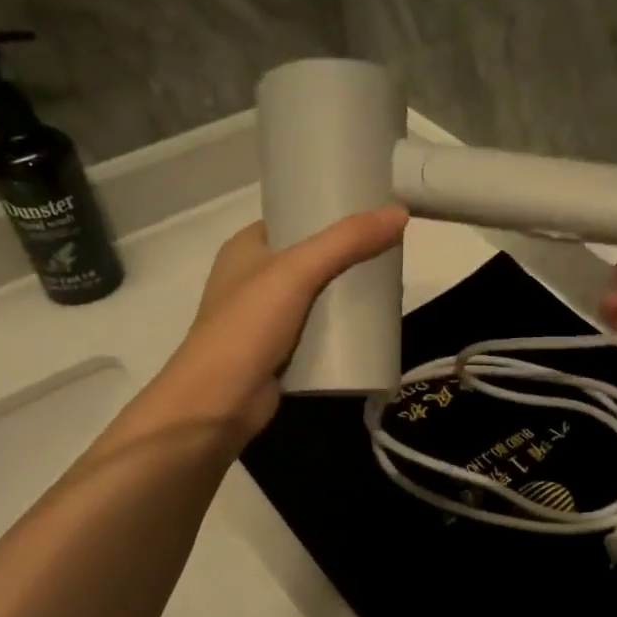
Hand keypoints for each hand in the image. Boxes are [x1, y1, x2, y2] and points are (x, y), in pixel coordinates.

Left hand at [146, 207, 408, 437]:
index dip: (331, 214)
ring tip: (389, 288)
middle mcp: (253, 279)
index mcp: (246, 248)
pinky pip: (317, 332)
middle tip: (391, 255)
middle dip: (348, 258)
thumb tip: (399, 212)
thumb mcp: (297, 272)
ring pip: (317, 297)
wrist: (217, 404)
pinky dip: (340, 330)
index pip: (294, 219)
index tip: (374, 215)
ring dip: (347, 295)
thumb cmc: (247, 327)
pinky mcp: (278, 353)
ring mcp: (264, 319)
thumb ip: (347, 242)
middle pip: (311, 259)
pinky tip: (370, 327)